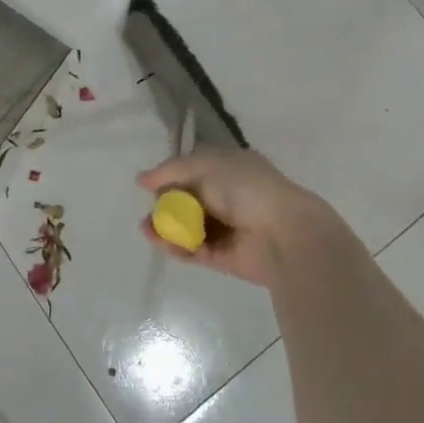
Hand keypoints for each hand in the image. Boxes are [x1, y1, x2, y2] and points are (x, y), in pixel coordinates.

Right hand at [136, 148, 338, 286]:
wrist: (282, 232)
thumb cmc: (245, 188)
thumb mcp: (205, 165)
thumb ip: (171, 170)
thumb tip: (141, 179)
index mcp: (231, 169)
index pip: (195, 170)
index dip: (172, 176)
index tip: (150, 184)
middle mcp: (230, 197)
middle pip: (189, 200)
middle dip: (166, 205)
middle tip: (150, 211)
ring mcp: (228, 228)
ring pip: (190, 228)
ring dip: (167, 228)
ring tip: (146, 229)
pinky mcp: (225, 257)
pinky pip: (196, 251)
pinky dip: (178, 247)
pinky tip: (160, 242)